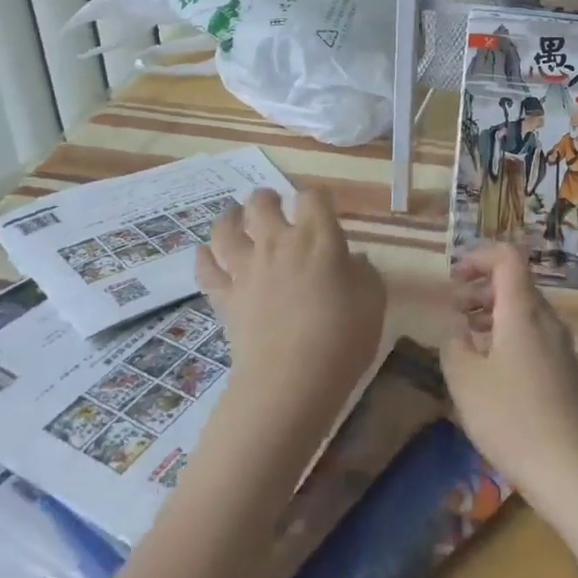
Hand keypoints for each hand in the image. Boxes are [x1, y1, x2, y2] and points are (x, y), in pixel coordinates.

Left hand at [196, 188, 385, 467]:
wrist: (292, 380)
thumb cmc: (343, 337)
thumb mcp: (373, 300)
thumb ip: (363, 272)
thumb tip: (352, 260)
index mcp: (318, 238)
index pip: (313, 197)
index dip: (317, 197)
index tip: (322, 205)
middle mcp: (278, 243)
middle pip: (261, 204)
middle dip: (267, 198)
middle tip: (273, 203)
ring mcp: (246, 269)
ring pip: (226, 229)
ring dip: (230, 217)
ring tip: (234, 216)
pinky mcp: (225, 297)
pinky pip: (206, 269)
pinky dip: (204, 257)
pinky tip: (205, 253)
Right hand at [442, 244, 577, 515]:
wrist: (572, 469)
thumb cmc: (511, 418)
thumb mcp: (464, 379)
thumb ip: (454, 341)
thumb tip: (457, 324)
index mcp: (523, 310)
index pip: (508, 257)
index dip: (478, 256)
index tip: (453, 277)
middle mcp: (547, 318)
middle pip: (516, 282)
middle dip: (481, 286)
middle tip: (453, 307)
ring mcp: (560, 344)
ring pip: (524, 309)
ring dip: (493, 311)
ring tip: (465, 335)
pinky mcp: (565, 369)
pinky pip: (533, 333)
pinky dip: (507, 333)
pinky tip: (490, 365)